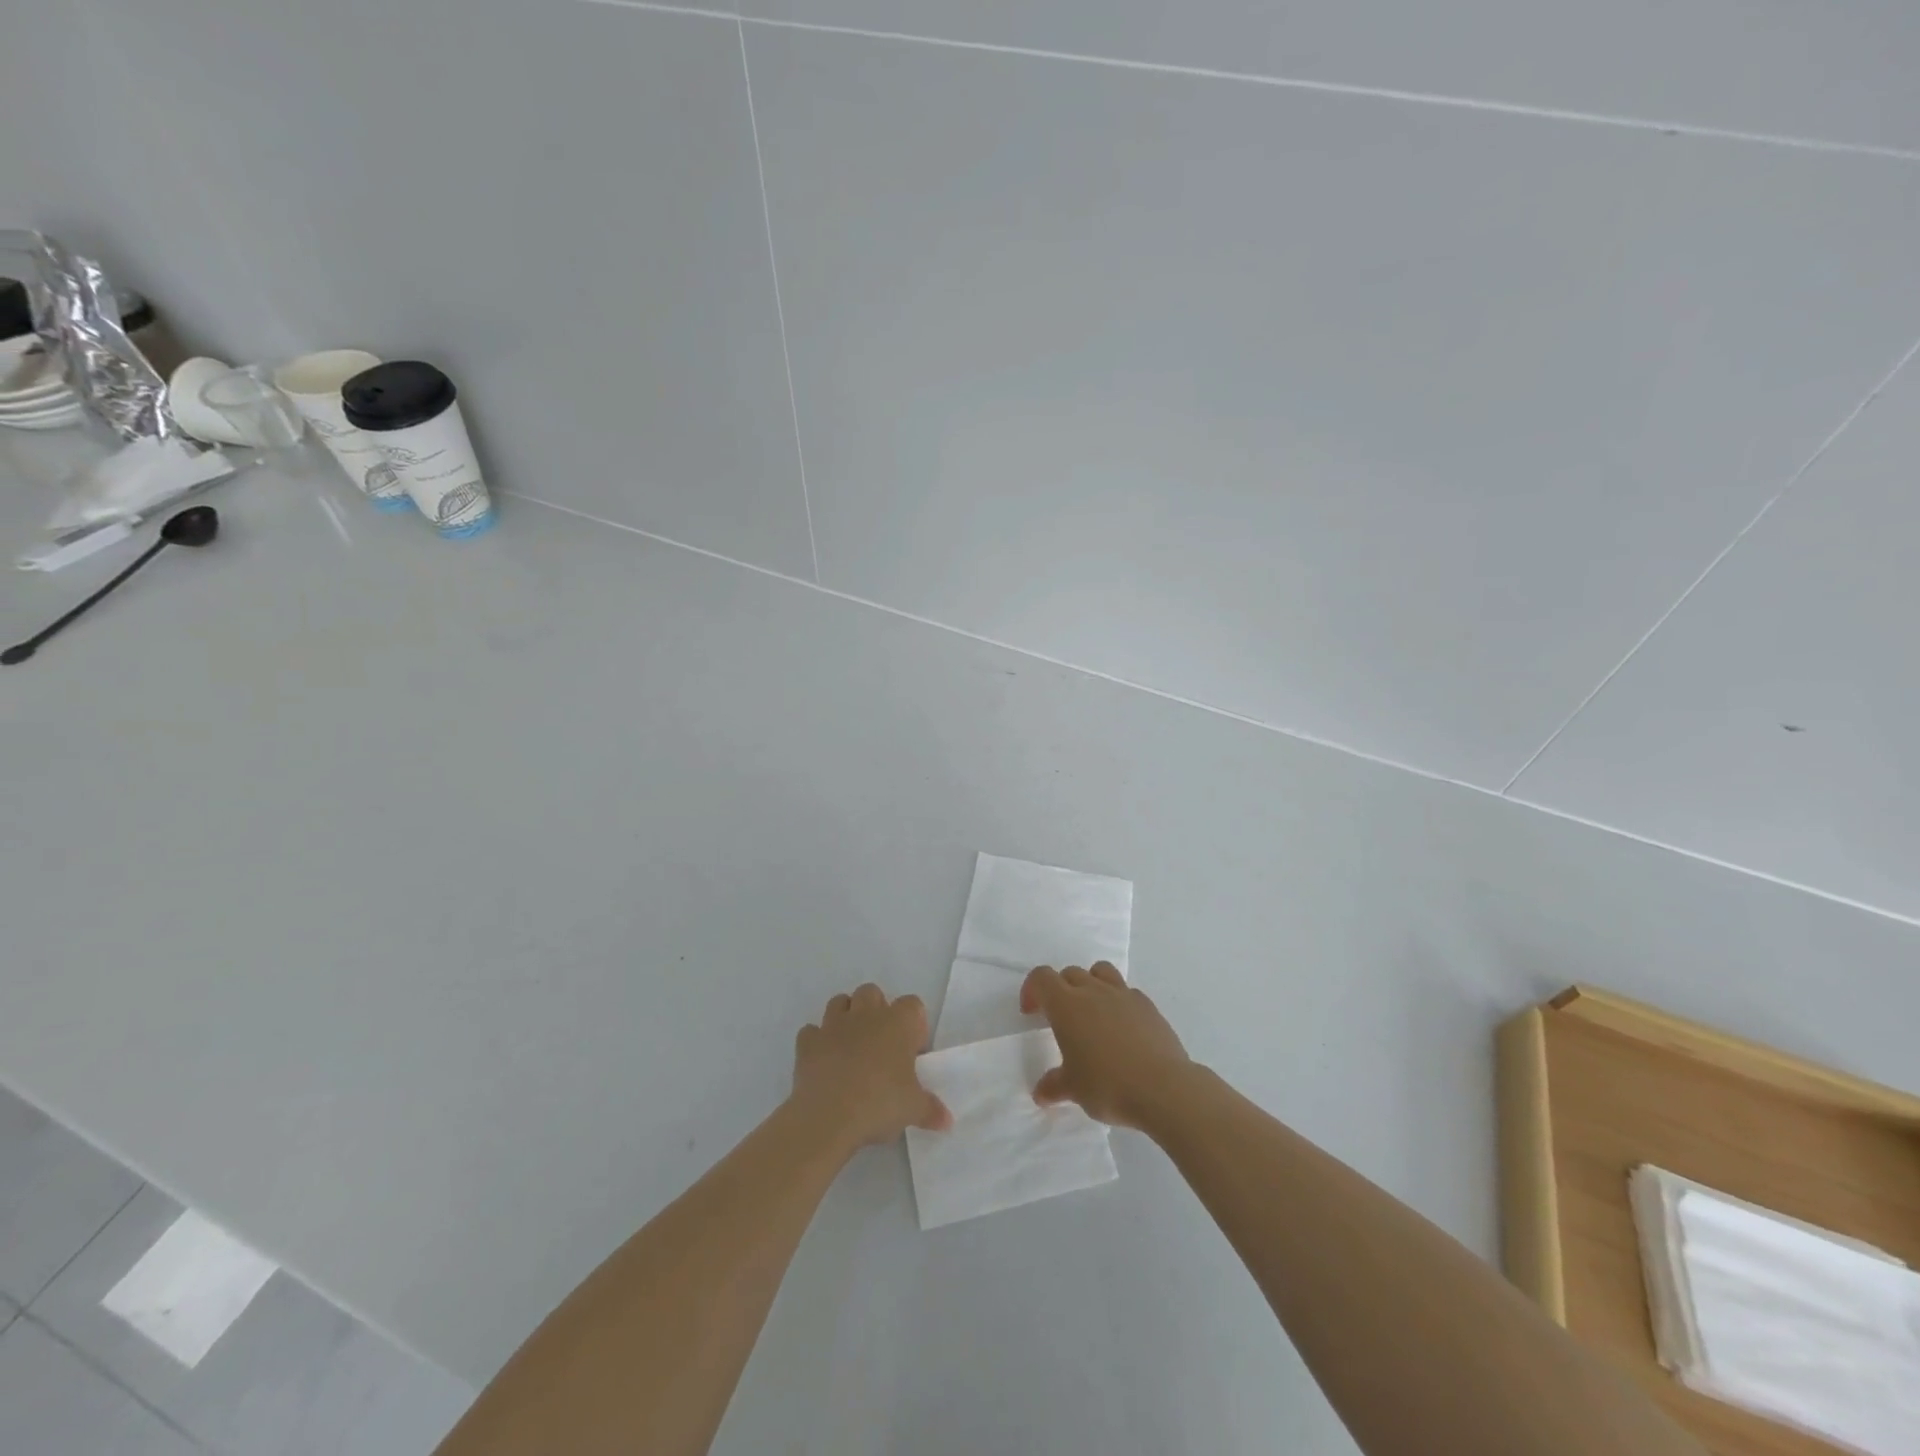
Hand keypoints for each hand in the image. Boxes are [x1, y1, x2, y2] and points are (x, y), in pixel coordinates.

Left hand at [791, 984, 950, 1150]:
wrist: (828, 1117)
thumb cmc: (879, 1104)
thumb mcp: (913, 1110)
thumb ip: (931, 1110)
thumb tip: (947, 1121)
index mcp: (897, 1023)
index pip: (912, 1005)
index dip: (913, 1024)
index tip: (912, 1051)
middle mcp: (866, 1015)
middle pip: (872, 992)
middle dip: (876, 1010)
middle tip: (881, 1044)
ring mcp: (833, 1025)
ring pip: (839, 1002)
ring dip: (846, 1017)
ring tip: (851, 1047)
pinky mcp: (807, 1042)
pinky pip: (812, 1031)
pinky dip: (817, 1041)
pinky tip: (823, 1061)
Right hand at [1021, 962, 1191, 1129]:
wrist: (1164, 1088)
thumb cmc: (1108, 1085)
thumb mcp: (1074, 1090)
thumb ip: (1054, 1086)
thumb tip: (1041, 1093)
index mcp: (1066, 1005)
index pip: (1041, 978)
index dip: (1032, 990)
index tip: (1032, 1014)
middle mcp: (1093, 991)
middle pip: (1070, 973)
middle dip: (1060, 989)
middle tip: (1061, 1019)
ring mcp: (1123, 994)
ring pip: (1100, 971)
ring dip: (1090, 984)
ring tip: (1092, 1012)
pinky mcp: (1148, 1005)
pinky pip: (1127, 991)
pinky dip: (1118, 1002)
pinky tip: (1122, 1028)